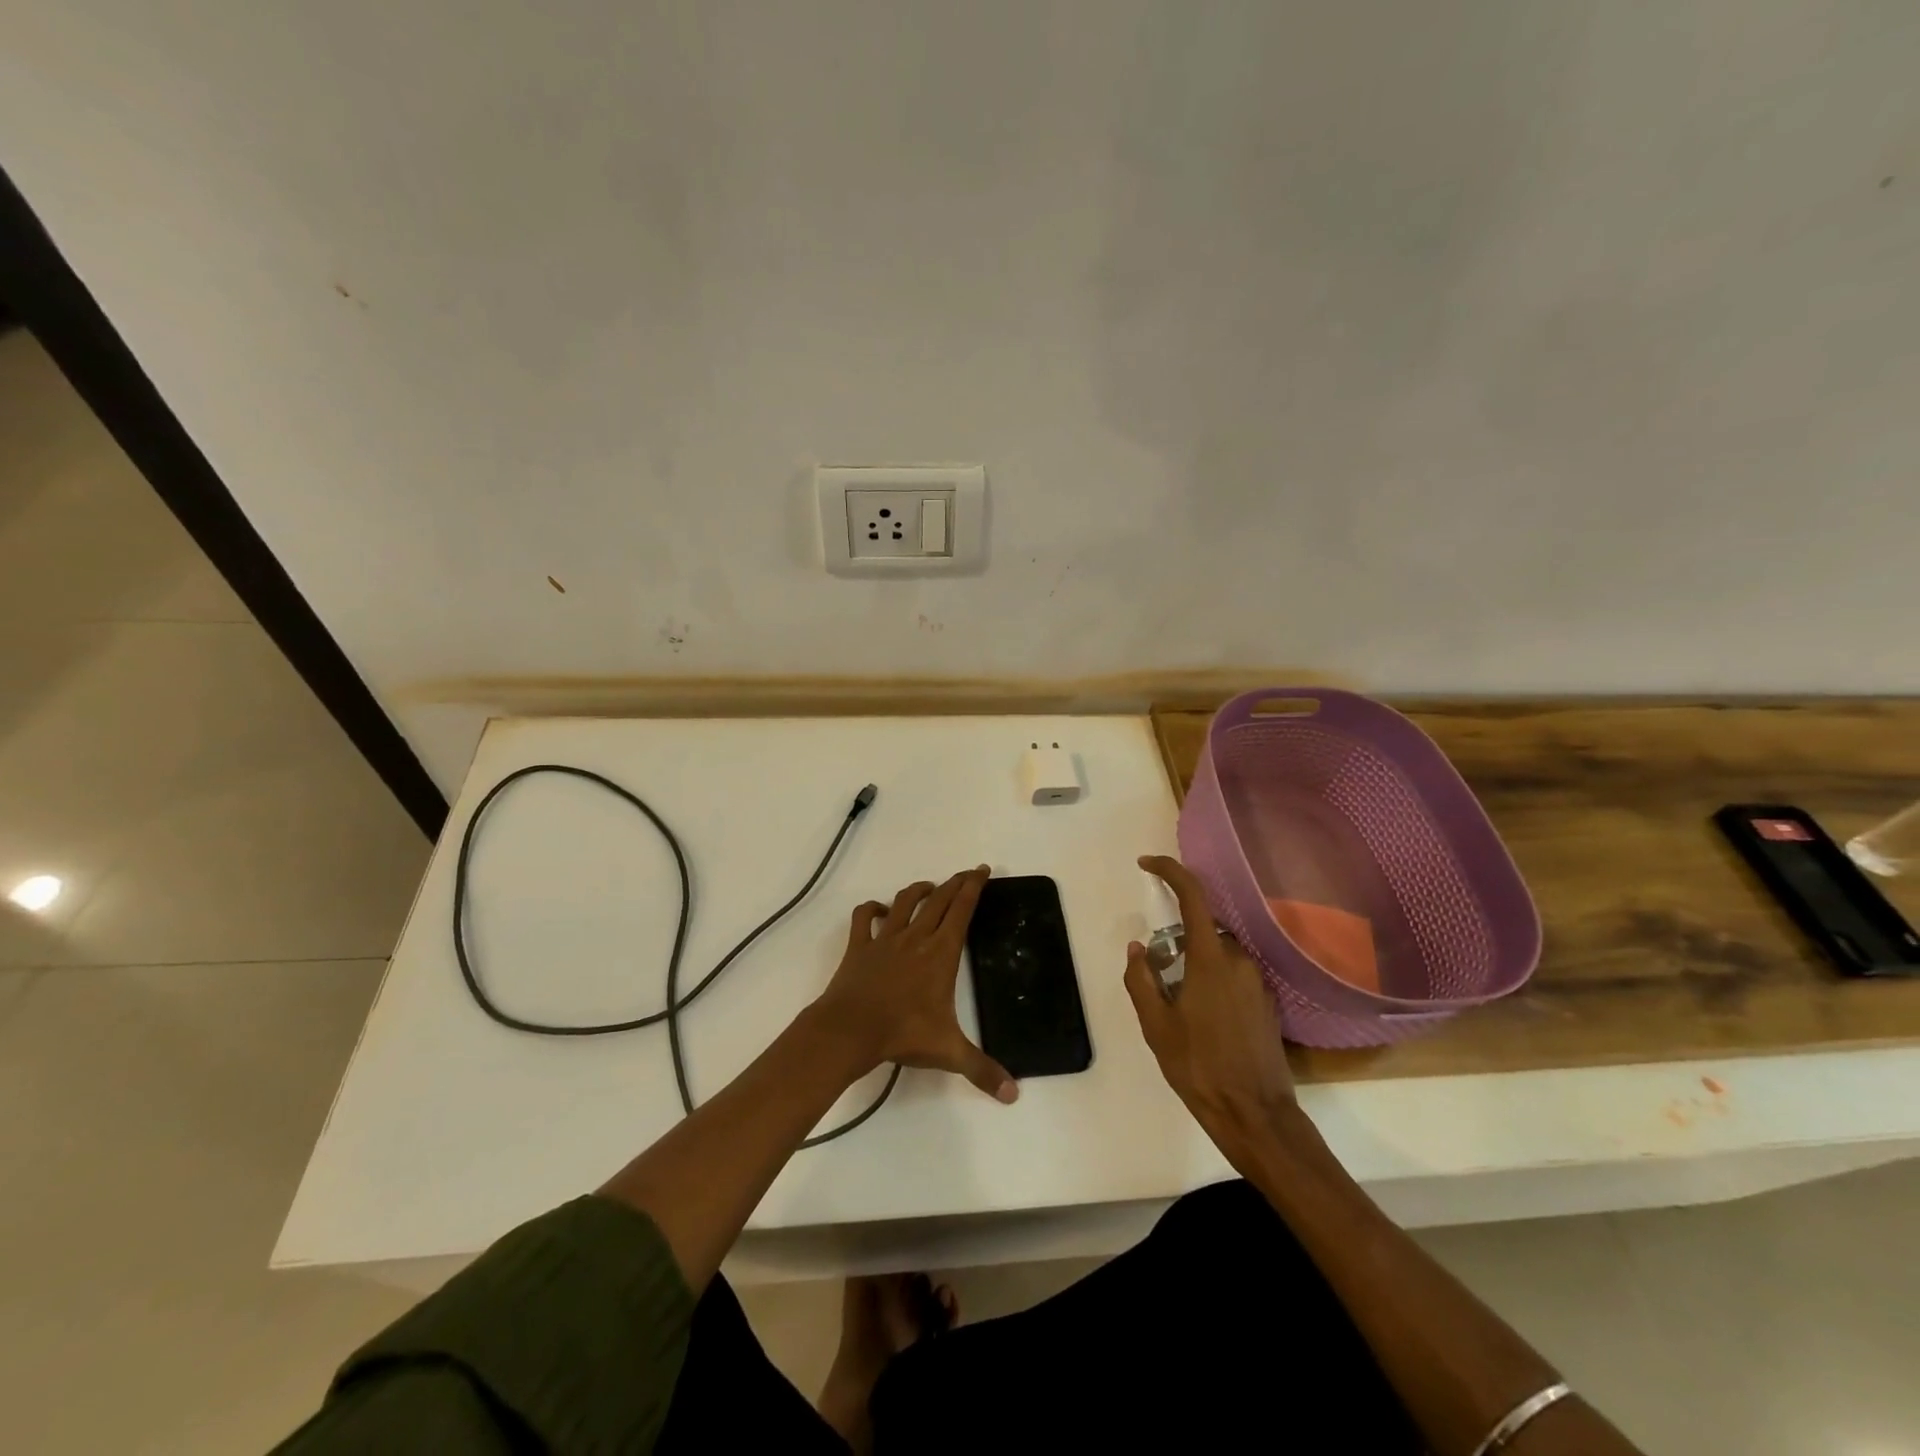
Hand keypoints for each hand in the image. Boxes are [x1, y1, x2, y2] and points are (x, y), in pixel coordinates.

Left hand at [814, 867, 1018, 1103]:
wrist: (851, 1029)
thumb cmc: (903, 1034)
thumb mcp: (949, 1052)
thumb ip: (982, 1070)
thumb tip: (1014, 1095)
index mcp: (940, 953)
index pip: (962, 910)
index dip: (974, 887)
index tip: (982, 870)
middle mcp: (915, 937)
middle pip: (939, 900)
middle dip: (955, 883)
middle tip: (966, 874)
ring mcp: (885, 939)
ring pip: (904, 902)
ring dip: (919, 891)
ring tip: (929, 888)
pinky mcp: (860, 946)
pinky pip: (864, 918)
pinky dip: (871, 909)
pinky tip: (878, 910)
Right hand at [1124, 855, 1294, 1152]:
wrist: (1255, 1115)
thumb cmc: (1198, 1067)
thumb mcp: (1155, 1025)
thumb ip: (1141, 979)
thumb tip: (1139, 947)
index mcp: (1211, 959)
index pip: (1193, 896)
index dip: (1169, 871)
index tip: (1146, 864)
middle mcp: (1240, 960)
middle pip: (1204, 929)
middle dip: (1177, 938)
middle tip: (1157, 972)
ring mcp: (1258, 982)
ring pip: (1219, 953)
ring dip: (1196, 963)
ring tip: (1178, 1004)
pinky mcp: (1267, 1002)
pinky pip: (1233, 974)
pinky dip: (1213, 979)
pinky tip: (1202, 1017)